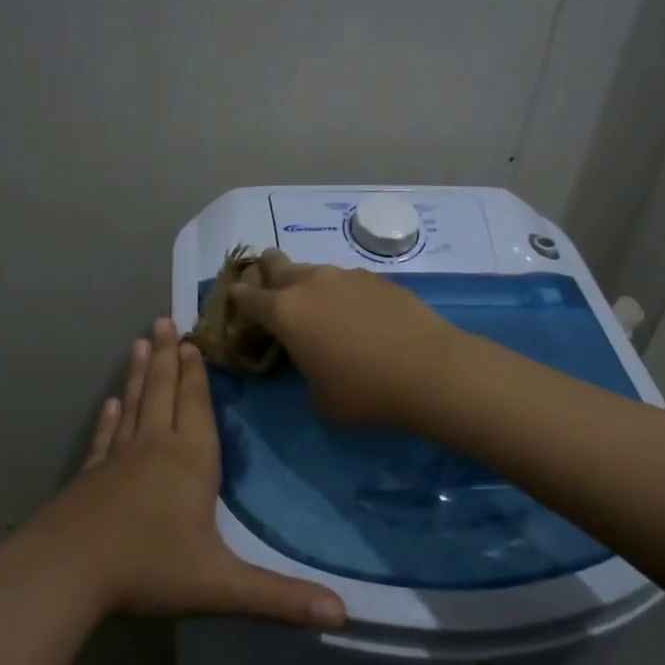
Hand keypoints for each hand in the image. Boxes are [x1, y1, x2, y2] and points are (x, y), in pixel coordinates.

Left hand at [25, 318, 346, 629]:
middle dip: (166, 358)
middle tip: (163, 321)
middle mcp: (155, 449)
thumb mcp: (221, 585)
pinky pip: (105, 438)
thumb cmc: (149, 568)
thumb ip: (280, 597)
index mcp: (190, 461)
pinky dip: (109, 418)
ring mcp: (117, 460)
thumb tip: (343, 616)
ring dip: (137, 374)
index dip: (197, 374)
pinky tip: (108, 404)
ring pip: (133, 406)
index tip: (192, 340)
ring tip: (139, 342)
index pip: (197, 407)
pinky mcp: (89, 478)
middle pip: (163, 393)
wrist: (66, 574)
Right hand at [229, 251, 465, 427]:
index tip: (234, 299)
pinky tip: (356, 314)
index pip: (248, 297)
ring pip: (315, 271)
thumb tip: (312, 363)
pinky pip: (347, 281)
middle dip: (268, 270)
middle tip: (268, 281)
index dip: (238, 298)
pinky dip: (341, 292)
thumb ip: (304, 373)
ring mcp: (347, 276)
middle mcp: (311, 283)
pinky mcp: (378, 278)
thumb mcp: (319, 399)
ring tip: (318, 305)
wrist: (430, 370)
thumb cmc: (364, 391)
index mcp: (285, 311)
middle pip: (278, 265)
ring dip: (307, 283)